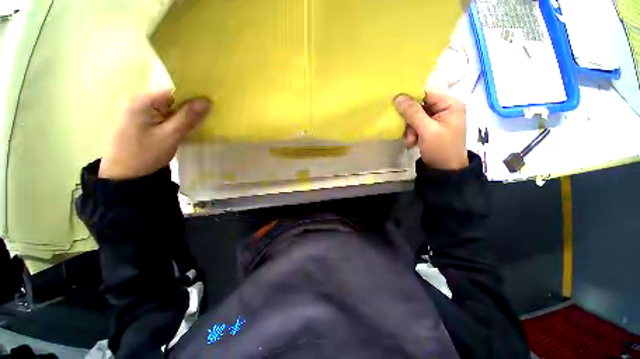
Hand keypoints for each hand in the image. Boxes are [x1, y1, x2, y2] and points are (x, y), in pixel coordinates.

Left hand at [99, 90, 210, 179]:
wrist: (125, 175)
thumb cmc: (145, 155)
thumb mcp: (170, 136)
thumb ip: (188, 117)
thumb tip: (207, 100)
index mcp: (144, 101)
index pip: (175, 91)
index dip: (194, 97)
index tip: (211, 105)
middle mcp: (141, 101)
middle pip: (173, 99)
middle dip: (191, 107)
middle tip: (208, 117)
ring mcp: (141, 111)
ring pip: (170, 108)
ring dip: (185, 116)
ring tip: (200, 124)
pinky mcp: (143, 121)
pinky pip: (165, 116)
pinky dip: (177, 121)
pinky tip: (186, 129)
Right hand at [394, 91, 467, 169]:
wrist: (445, 171)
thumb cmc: (441, 150)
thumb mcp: (427, 131)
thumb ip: (413, 113)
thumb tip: (398, 97)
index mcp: (450, 104)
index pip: (426, 93)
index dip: (410, 98)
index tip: (395, 106)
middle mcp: (444, 108)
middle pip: (419, 105)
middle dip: (410, 119)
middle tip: (407, 132)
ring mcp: (437, 118)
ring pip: (415, 115)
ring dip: (409, 128)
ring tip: (410, 140)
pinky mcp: (431, 127)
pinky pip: (416, 124)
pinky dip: (412, 132)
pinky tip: (412, 142)